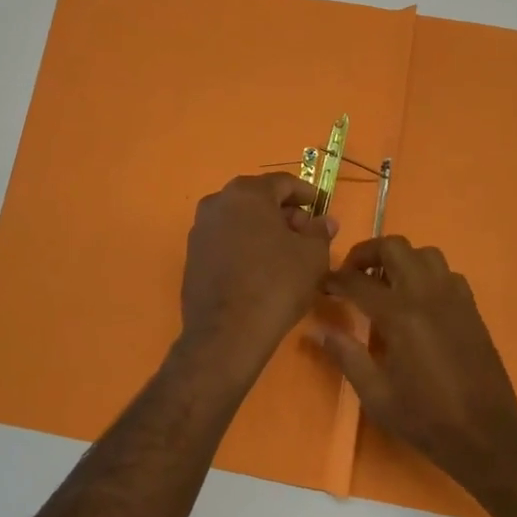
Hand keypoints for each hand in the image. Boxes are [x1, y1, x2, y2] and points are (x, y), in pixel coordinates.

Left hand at [179, 173, 336, 373]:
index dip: (307, 194)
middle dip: (284, 212)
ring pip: (240, 219)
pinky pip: (225, 240)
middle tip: (306, 233)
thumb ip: (320, 231)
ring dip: (263, 229)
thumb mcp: (312, 256)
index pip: (283, 183)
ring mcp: (200, 229)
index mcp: (247, 193)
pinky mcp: (192, 256)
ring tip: (285, 254)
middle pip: (258, 199)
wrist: (227, 333)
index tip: (322, 207)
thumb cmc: (276, 284)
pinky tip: (260, 269)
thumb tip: (324, 220)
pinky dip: (244, 246)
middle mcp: (217, 202)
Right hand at [310, 236, 516, 495]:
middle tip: (351, 275)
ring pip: (424, 253)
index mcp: (400, 315)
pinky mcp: (471, 308)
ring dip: (399, 259)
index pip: (357, 281)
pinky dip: (426, 274)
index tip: (321, 286)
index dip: (334, 280)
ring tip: (384, 284)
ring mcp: (454, 298)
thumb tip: (316, 330)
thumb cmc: (426, 418)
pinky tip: (418, 301)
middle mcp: (427, 295)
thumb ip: (346, 355)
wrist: (487, 437)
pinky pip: (446, 273)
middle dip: (366, 254)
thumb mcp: (376, 394)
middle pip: (393, 247)